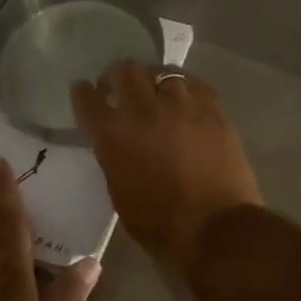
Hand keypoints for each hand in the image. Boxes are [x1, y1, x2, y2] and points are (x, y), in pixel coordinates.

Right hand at [70, 61, 261, 280]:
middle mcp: (144, 111)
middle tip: (117, 87)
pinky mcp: (213, 109)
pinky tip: (183, 97)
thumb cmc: (160, 224)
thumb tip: (118, 143)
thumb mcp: (119, 192)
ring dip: (151, 78)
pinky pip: (193, 83)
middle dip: (115, 76)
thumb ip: (114, 158)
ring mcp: (182, 106)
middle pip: (124, 71)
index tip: (84, 92)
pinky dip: (183, 86)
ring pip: (160, 71)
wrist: (217, 229)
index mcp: (114, 136)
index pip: (88, 99)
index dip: (83, 93)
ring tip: (153, 90)